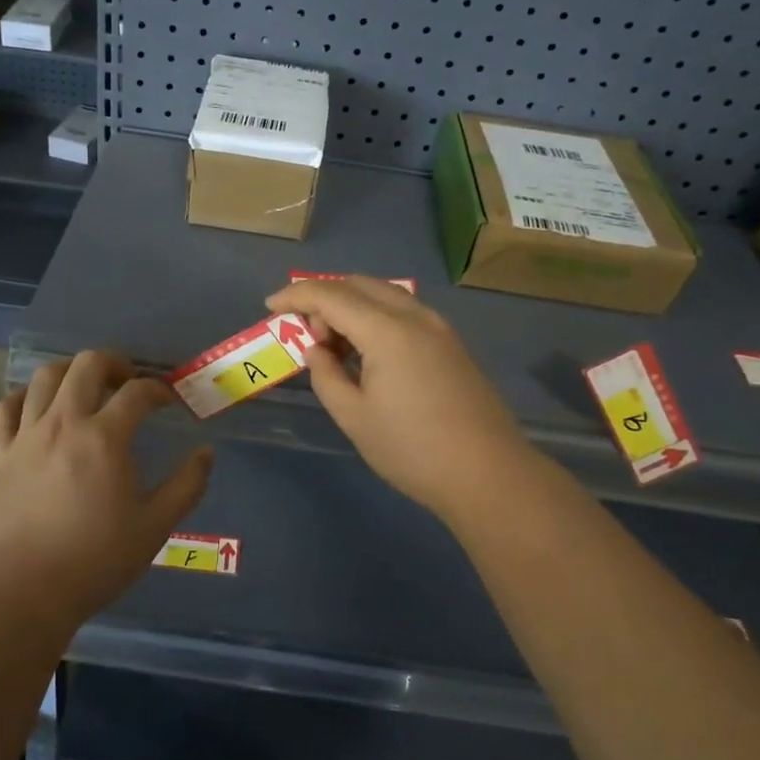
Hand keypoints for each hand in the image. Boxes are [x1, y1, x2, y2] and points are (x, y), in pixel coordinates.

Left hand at [0, 349, 213, 629]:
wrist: (22, 592)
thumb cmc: (94, 560)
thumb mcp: (155, 527)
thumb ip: (186, 486)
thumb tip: (205, 453)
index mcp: (105, 438)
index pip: (137, 392)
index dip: (158, 390)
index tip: (168, 401)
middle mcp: (64, 424)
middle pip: (86, 365)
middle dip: (113, 362)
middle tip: (127, 381)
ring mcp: (26, 436)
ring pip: (44, 377)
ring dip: (70, 371)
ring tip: (83, 387)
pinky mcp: (0, 454)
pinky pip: (6, 408)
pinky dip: (22, 398)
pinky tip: (35, 409)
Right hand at [266, 277, 533, 518]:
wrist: (489, 474)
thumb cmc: (413, 450)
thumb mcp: (354, 417)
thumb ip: (326, 376)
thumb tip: (317, 351)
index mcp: (387, 331)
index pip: (331, 295)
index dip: (296, 296)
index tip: (270, 305)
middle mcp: (414, 316)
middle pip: (358, 284)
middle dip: (324, 297)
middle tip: (305, 332)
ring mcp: (438, 327)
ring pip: (384, 295)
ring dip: (351, 305)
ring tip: (333, 344)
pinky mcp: (451, 343)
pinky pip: (403, 312)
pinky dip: (375, 316)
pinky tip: (367, 352)